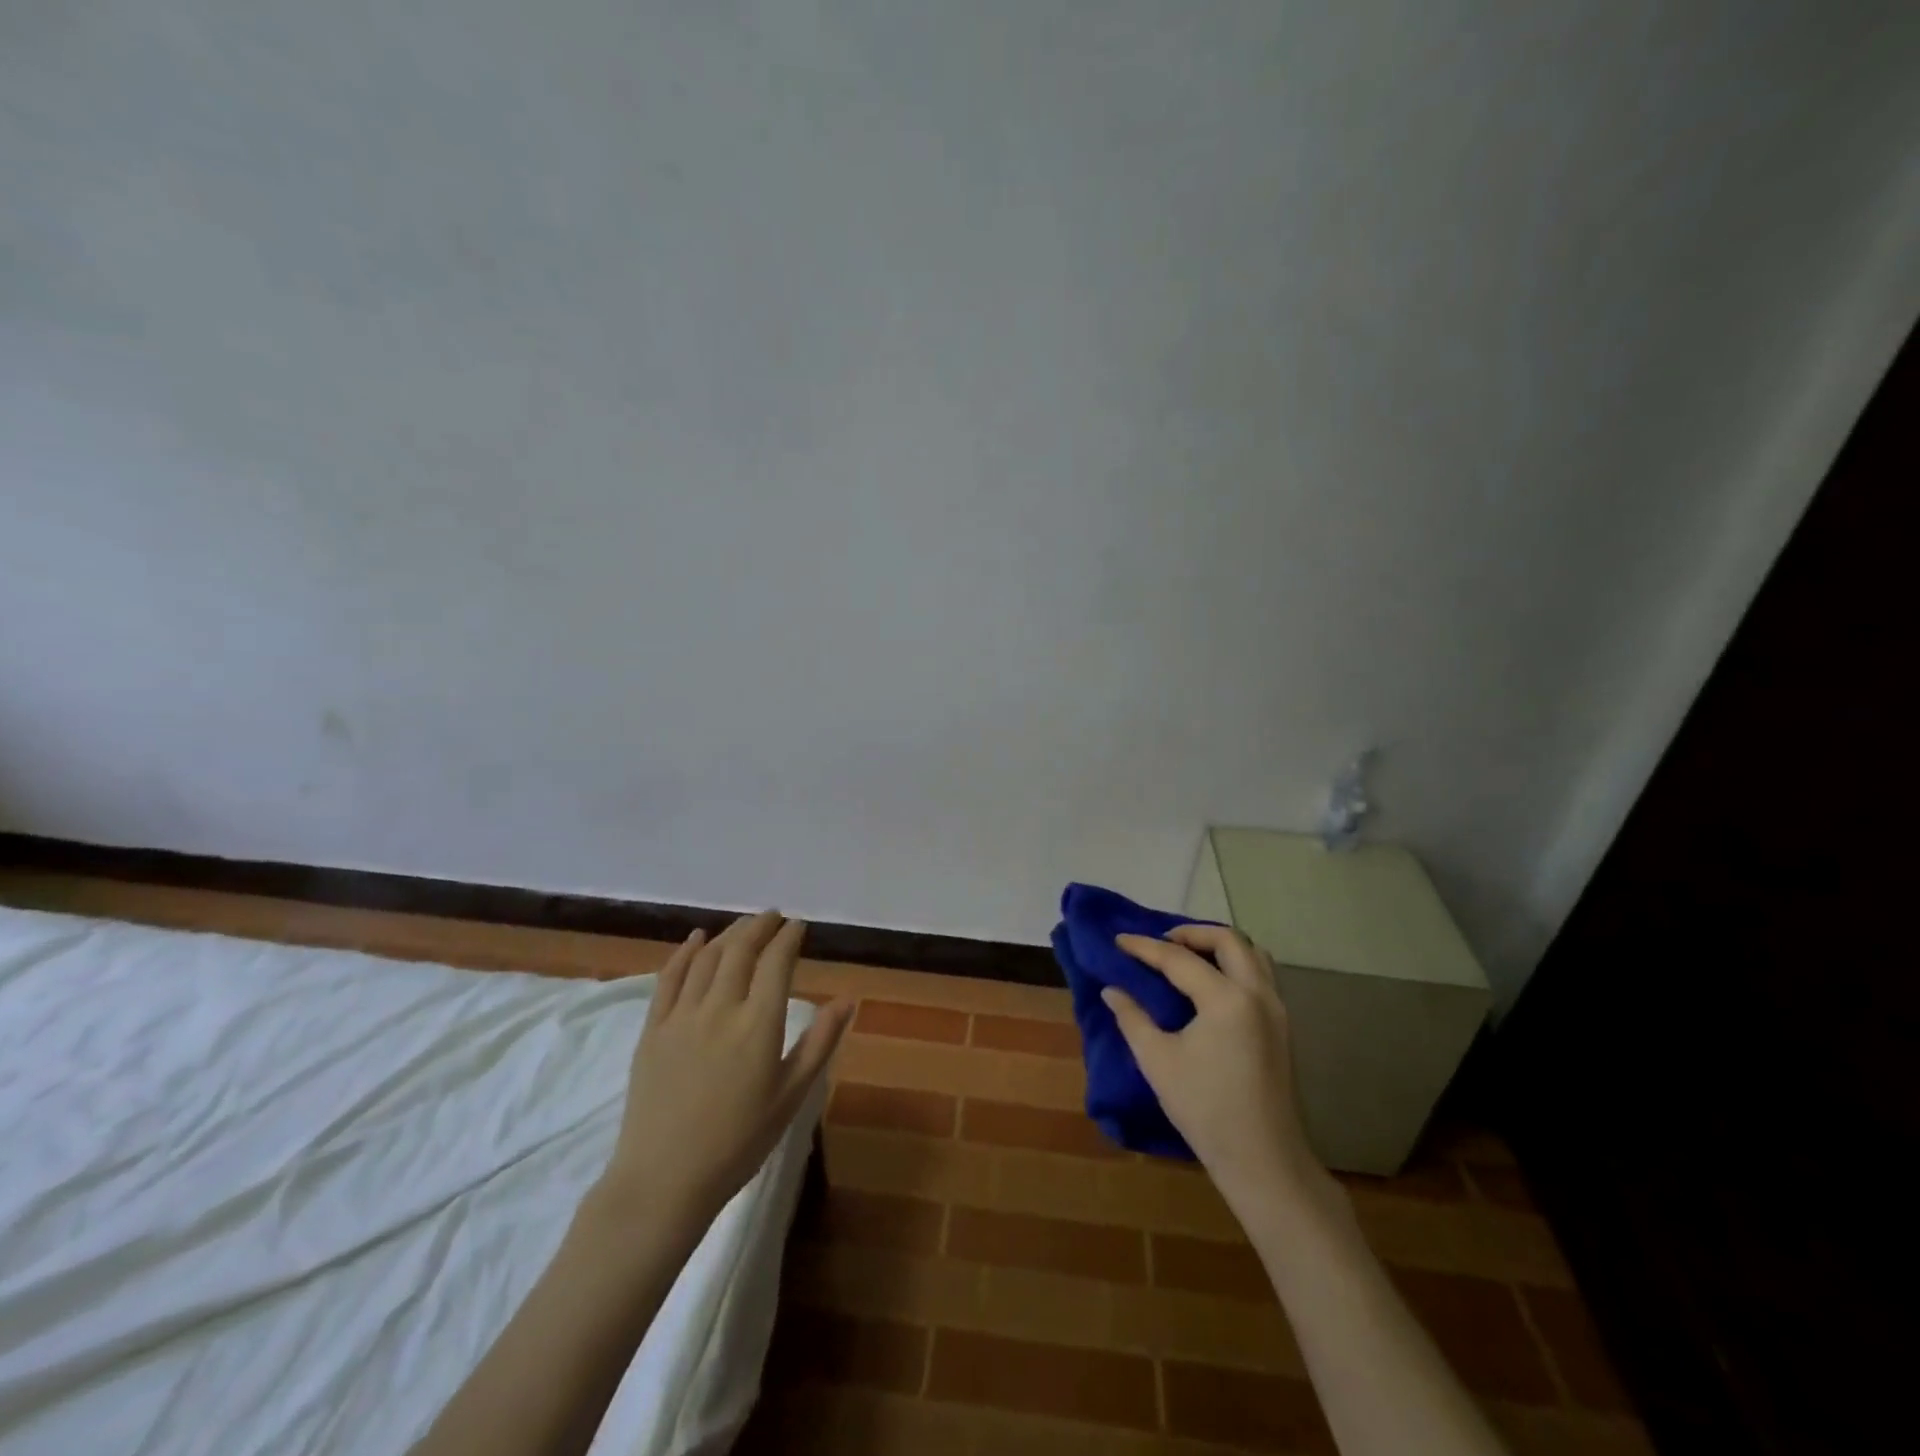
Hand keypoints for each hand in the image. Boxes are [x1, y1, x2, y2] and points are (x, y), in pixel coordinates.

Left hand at [598, 912, 851, 1229]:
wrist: (664, 1180)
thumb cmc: (739, 1142)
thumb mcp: (792, 1096)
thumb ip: (821, 1042)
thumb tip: (849, 999)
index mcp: (759, 1024)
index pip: (776, 962)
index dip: (789, 937)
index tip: (799, 925)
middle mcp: (720, 1008)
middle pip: (741, 950)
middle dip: (760, 926)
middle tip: (774, 917)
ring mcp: (682, 1016)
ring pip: (707, 958)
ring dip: (729, 934)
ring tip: (744, 925)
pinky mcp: (653, 1029)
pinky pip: (669, 978)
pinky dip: (685, 952)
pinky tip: (696, 939)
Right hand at [1107, 925, 1328, 1212]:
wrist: (1263, 1161)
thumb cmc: (1205, 1110)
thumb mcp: (1158, 1061)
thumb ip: (1132, 1017)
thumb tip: (1113, 990)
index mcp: (1226, 999)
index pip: (1178, 959)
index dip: (1144, 947)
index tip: (1118, 940)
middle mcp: (1257, 994)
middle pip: (1228, 940)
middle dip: (1191, 933)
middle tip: (1160, 942)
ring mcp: (1276, 1010)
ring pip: (1252, 954)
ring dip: (1218, 946)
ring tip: (1187, 957)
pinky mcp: (1282, 1027)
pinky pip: (1260, 975)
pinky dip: (1234, 965)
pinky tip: (1210, 985)